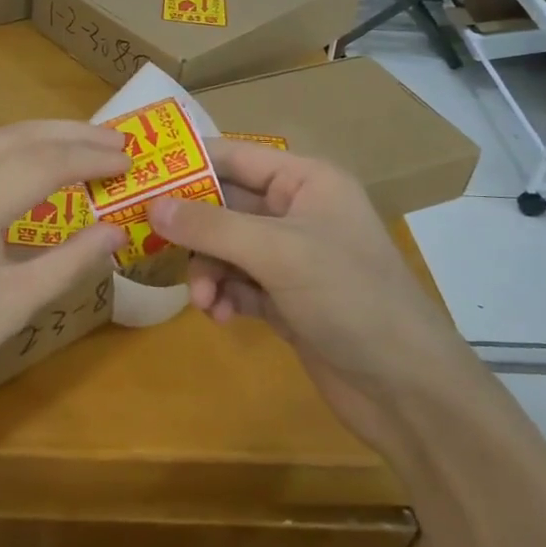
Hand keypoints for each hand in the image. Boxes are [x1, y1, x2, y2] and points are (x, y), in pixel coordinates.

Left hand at [0, 115, 126, 435]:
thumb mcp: (11, 308)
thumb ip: (70, 262)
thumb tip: (117, 232)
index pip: (48, 161)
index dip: (94, 158)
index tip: (129, 160)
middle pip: (19, 135)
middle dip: (72, 137)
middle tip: (114, 146)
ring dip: (27, 135)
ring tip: (61, 158)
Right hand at [146, 140, 463, 449]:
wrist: (406, 389)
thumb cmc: (350, 298)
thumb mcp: (278, 253)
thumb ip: (212, 226)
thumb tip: (152, 205)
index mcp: (307, 181)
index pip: (236, 157)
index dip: (189, 164)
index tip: (139, 176)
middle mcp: (297, 212)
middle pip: (225, 205)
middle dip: (192, 229)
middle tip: (148, 241)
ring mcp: (291, 258)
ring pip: (225, 248)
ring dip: (206, 271)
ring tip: (202, 301)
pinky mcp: (285, 298)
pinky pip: (237, 283)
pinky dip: (223, 296)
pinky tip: (220, 316)